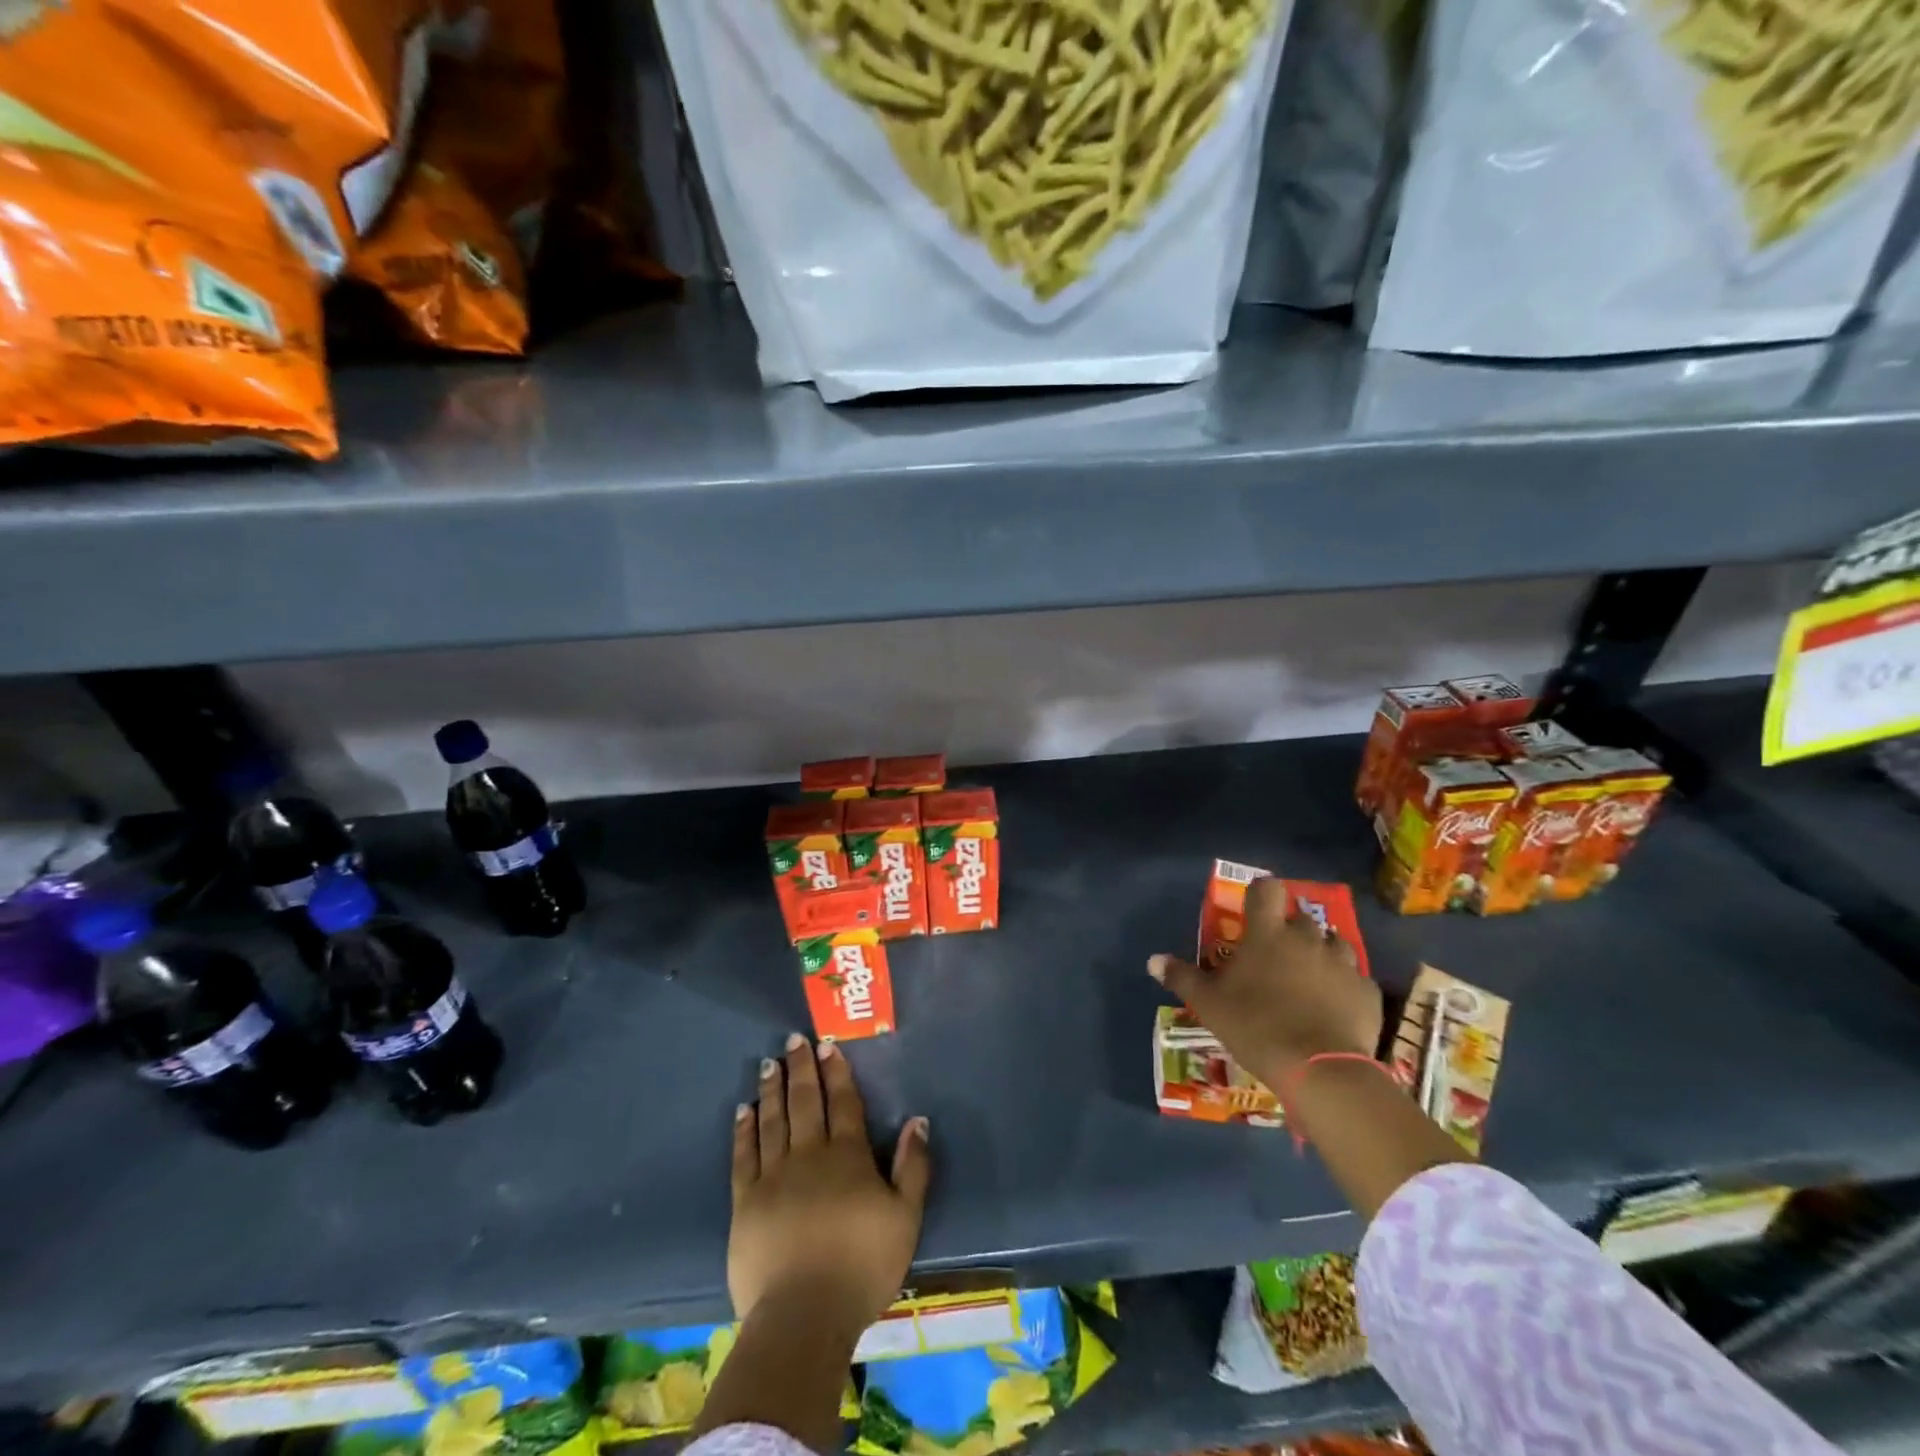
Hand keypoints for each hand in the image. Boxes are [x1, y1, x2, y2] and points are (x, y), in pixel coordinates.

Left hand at [730, 1032, 930, 1338]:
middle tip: (793, 1040)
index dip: (836, 1072)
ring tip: (768, 1064)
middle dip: (801, 1068)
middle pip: (804, 1101)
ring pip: (772, 1120)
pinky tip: (744, 1110)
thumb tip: (918, 1119)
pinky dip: (744, 1129)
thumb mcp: (905, 1218)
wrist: (803, 1316)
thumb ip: (913, 1166)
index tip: (827, 1045)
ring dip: (771, 1089)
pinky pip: (743, 1155)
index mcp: (847, 1156)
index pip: (842, 1102)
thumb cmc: (862, 1267)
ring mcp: (773, 1176)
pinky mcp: (745, 1202)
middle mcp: (809, 1154)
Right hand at [1149, 875, 1382, 1089]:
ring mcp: (1342, 963)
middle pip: (1299, 918)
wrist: (1320, 1070)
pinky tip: (1334, 1007)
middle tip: (1275, 957)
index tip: (1253, 910)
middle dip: (1289, 931)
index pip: (1267, 889)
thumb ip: (1182, 977)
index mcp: (1267, 933)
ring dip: (1320, 954)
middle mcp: (1307, 938)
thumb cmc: (1255, 1026)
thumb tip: (1153, 960)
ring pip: (1333, 944)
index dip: (1260, 894)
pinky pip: (1354, 978)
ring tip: (1308, 979)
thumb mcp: (1208, 1004)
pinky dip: (1344, 986)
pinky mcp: (1367, 992)